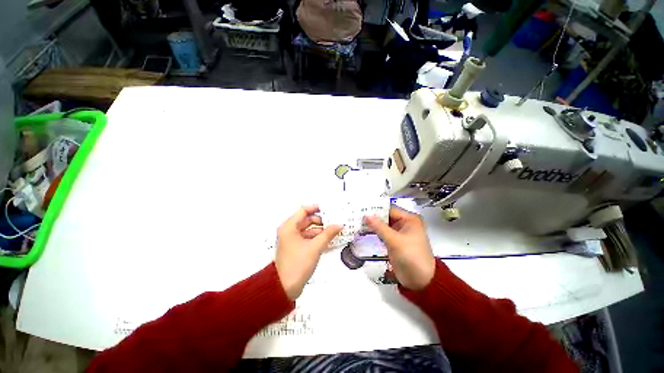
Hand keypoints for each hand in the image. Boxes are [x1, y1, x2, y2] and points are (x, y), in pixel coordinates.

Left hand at [275, 205, 342, 300]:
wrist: (284, 289)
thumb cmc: (298, 264)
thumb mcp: (315, 247)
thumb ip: (328, 234)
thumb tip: (340, 224)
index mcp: (290, 226)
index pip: (304, 210)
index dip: (316, 208)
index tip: (330, 210)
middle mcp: (289, 230)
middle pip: (307, 220)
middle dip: (321, 221)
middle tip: (335, 222)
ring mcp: (292, 239)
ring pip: (309, 230)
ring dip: (321, 231)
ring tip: (335, 232)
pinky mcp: (296, 248)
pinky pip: (308, 238)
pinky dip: (317, 239)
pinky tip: (329, 241)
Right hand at [364, 206, 435, 289]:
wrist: (420, 281)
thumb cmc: (411, 257)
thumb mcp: (394, 241)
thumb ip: (379, 227)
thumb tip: (366, 215)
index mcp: (409, 219)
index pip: (389, 209)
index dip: (375, 209)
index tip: (361, 208)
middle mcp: (405, 223)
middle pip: (386, 217)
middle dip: (372, 217)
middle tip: (356, 215)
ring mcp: (400, 233)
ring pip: (383, 225)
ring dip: (372, 225)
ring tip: (357, 221)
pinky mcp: (395, 242)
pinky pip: (383, 234)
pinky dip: (375, 232)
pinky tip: (363, 231)